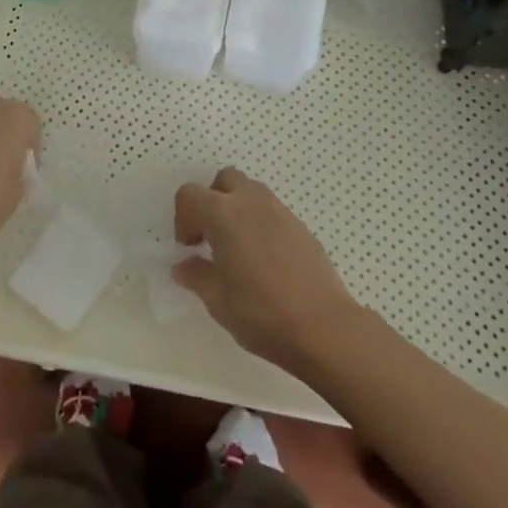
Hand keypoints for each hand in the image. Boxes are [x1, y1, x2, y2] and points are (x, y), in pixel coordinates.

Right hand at [173, 167, 362, 376]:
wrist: (324, 327)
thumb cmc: (262, 313)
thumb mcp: (217, 301)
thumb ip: (196, 276)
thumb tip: (183, 265)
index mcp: (223, 214)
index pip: (190, 194)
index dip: (182, 218)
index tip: (189, 248)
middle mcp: (251, 202)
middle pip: (224, 180)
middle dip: (212, 201)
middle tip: (211, 237)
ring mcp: (280, 211)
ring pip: (251, 191)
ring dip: (237, 208)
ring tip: (238, 247)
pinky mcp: (301, 226)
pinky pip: (272, 211)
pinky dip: (260, 223)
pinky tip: (265, 259)